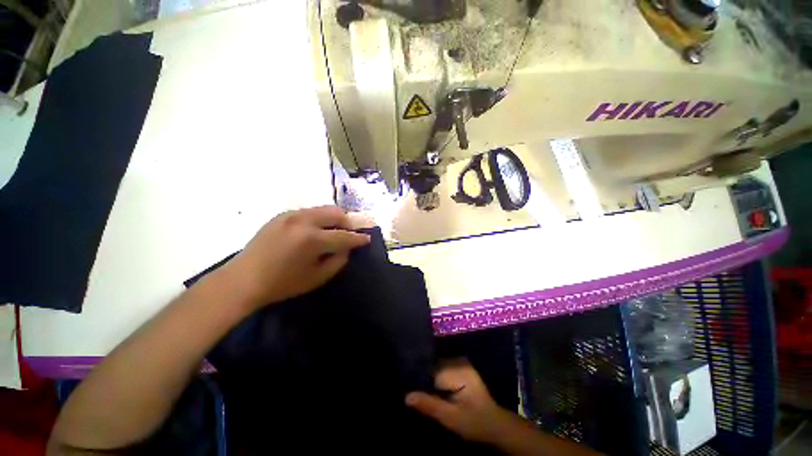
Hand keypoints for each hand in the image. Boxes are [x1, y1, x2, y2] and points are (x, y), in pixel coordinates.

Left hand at [219, 206, 369, 308]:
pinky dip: (320, 218)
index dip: (358, 238)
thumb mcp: (317, 277)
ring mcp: (291, 215)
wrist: (243, 280)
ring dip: (335, 218)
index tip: (367, 239)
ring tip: (337, 230)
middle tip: (352, 233)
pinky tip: (318, 229)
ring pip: (323, 209)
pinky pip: (310, 211)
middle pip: (335, 213)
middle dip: (348, 222)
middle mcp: (303, 221)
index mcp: (312, 239)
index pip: (344, 235)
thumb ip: (338, 260)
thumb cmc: (283, 284)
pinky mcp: (282, 215)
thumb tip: (348, 248)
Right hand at [405, 359, 515, 443]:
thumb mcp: (450, 418)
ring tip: (417, 388)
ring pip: (436, 366)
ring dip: (428, 377)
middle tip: (409, 389)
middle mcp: (458, 361)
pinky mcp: (461, 368)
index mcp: (457, 370)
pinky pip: (442, 368)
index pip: (430, 368)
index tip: (406, 385)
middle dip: (423, 376)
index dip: (418, 377)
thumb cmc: (474, 422)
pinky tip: (431, 388)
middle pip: (433, 365)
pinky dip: (435, 377)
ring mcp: (460, 363)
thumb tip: (406, 396)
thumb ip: (429, 405)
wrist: (495, 425)